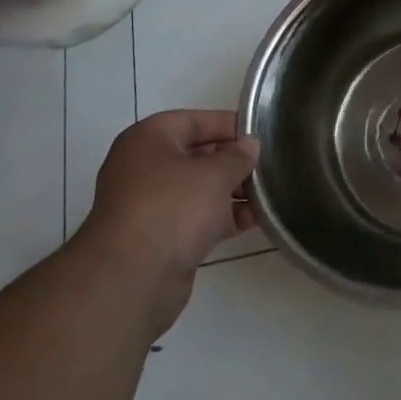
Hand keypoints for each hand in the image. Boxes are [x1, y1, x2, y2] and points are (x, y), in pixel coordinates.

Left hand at [76, 110, 259, 332]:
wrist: (131, 278)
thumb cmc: (172, 208)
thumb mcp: (214, 174)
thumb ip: (237, 157)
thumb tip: (249, 145)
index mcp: (148, 140)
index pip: (194, 121)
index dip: (228, 124)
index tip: (261, 133)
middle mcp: (145, 168)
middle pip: (196, 155)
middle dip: (232, 161)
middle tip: (268, 164)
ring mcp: (150, 205)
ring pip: (198, 189)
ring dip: (231, 191)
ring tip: (267, 193)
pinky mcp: (160, 238)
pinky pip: (196, 218)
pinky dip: (222, 217)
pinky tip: (254, 220)